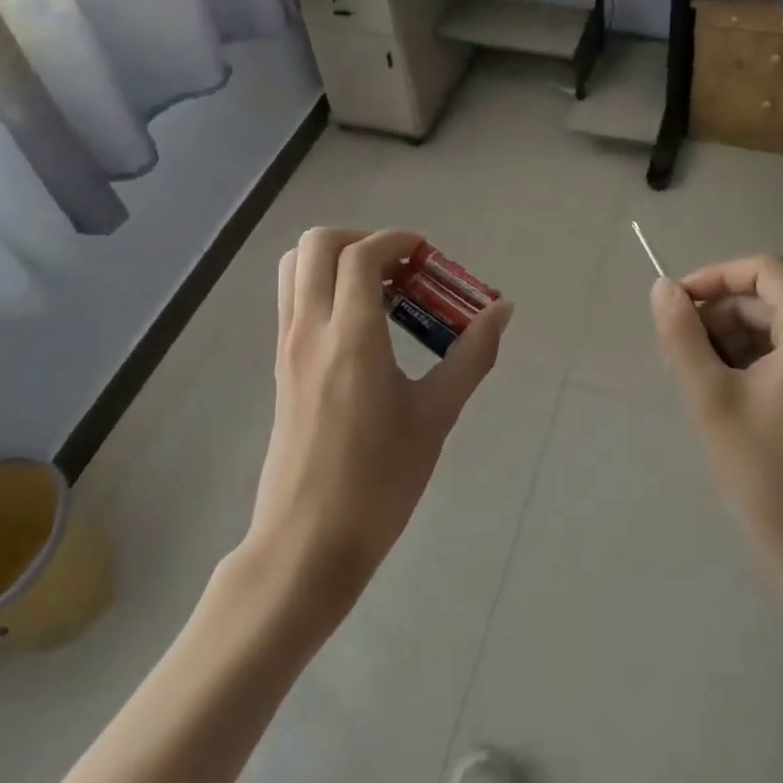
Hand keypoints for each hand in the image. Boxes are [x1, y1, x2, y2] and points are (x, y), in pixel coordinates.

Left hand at [247, 228, 512, 615]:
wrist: (307, 544)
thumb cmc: (379, 482)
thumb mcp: (436, 417)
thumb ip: (472, 355)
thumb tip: (502, 310)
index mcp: (350, 337)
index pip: (361, 254)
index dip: (398, 240)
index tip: (429, 255)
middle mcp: (310, 329)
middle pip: (317, 244)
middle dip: (361, 238)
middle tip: (401, 268)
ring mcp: (287, 346)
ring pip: (295, 267)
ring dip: (336, 258)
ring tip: (381, 290)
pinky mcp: (280, 366)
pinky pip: (293, 299)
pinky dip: (322, 285)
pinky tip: (363, 326)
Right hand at [650, 255, 782, 565]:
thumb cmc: (761, 469)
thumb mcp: (709, 394)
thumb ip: (682, 333)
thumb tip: (663, 287)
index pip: (765, 270)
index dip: (716, 277)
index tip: (677, 305)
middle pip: (765, 300)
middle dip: (716, 316)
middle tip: (675, 353)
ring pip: (770, 326)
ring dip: (725, 340)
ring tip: (691, 377)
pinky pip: (782, 353)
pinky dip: (745, 360)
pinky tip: (716, 392)